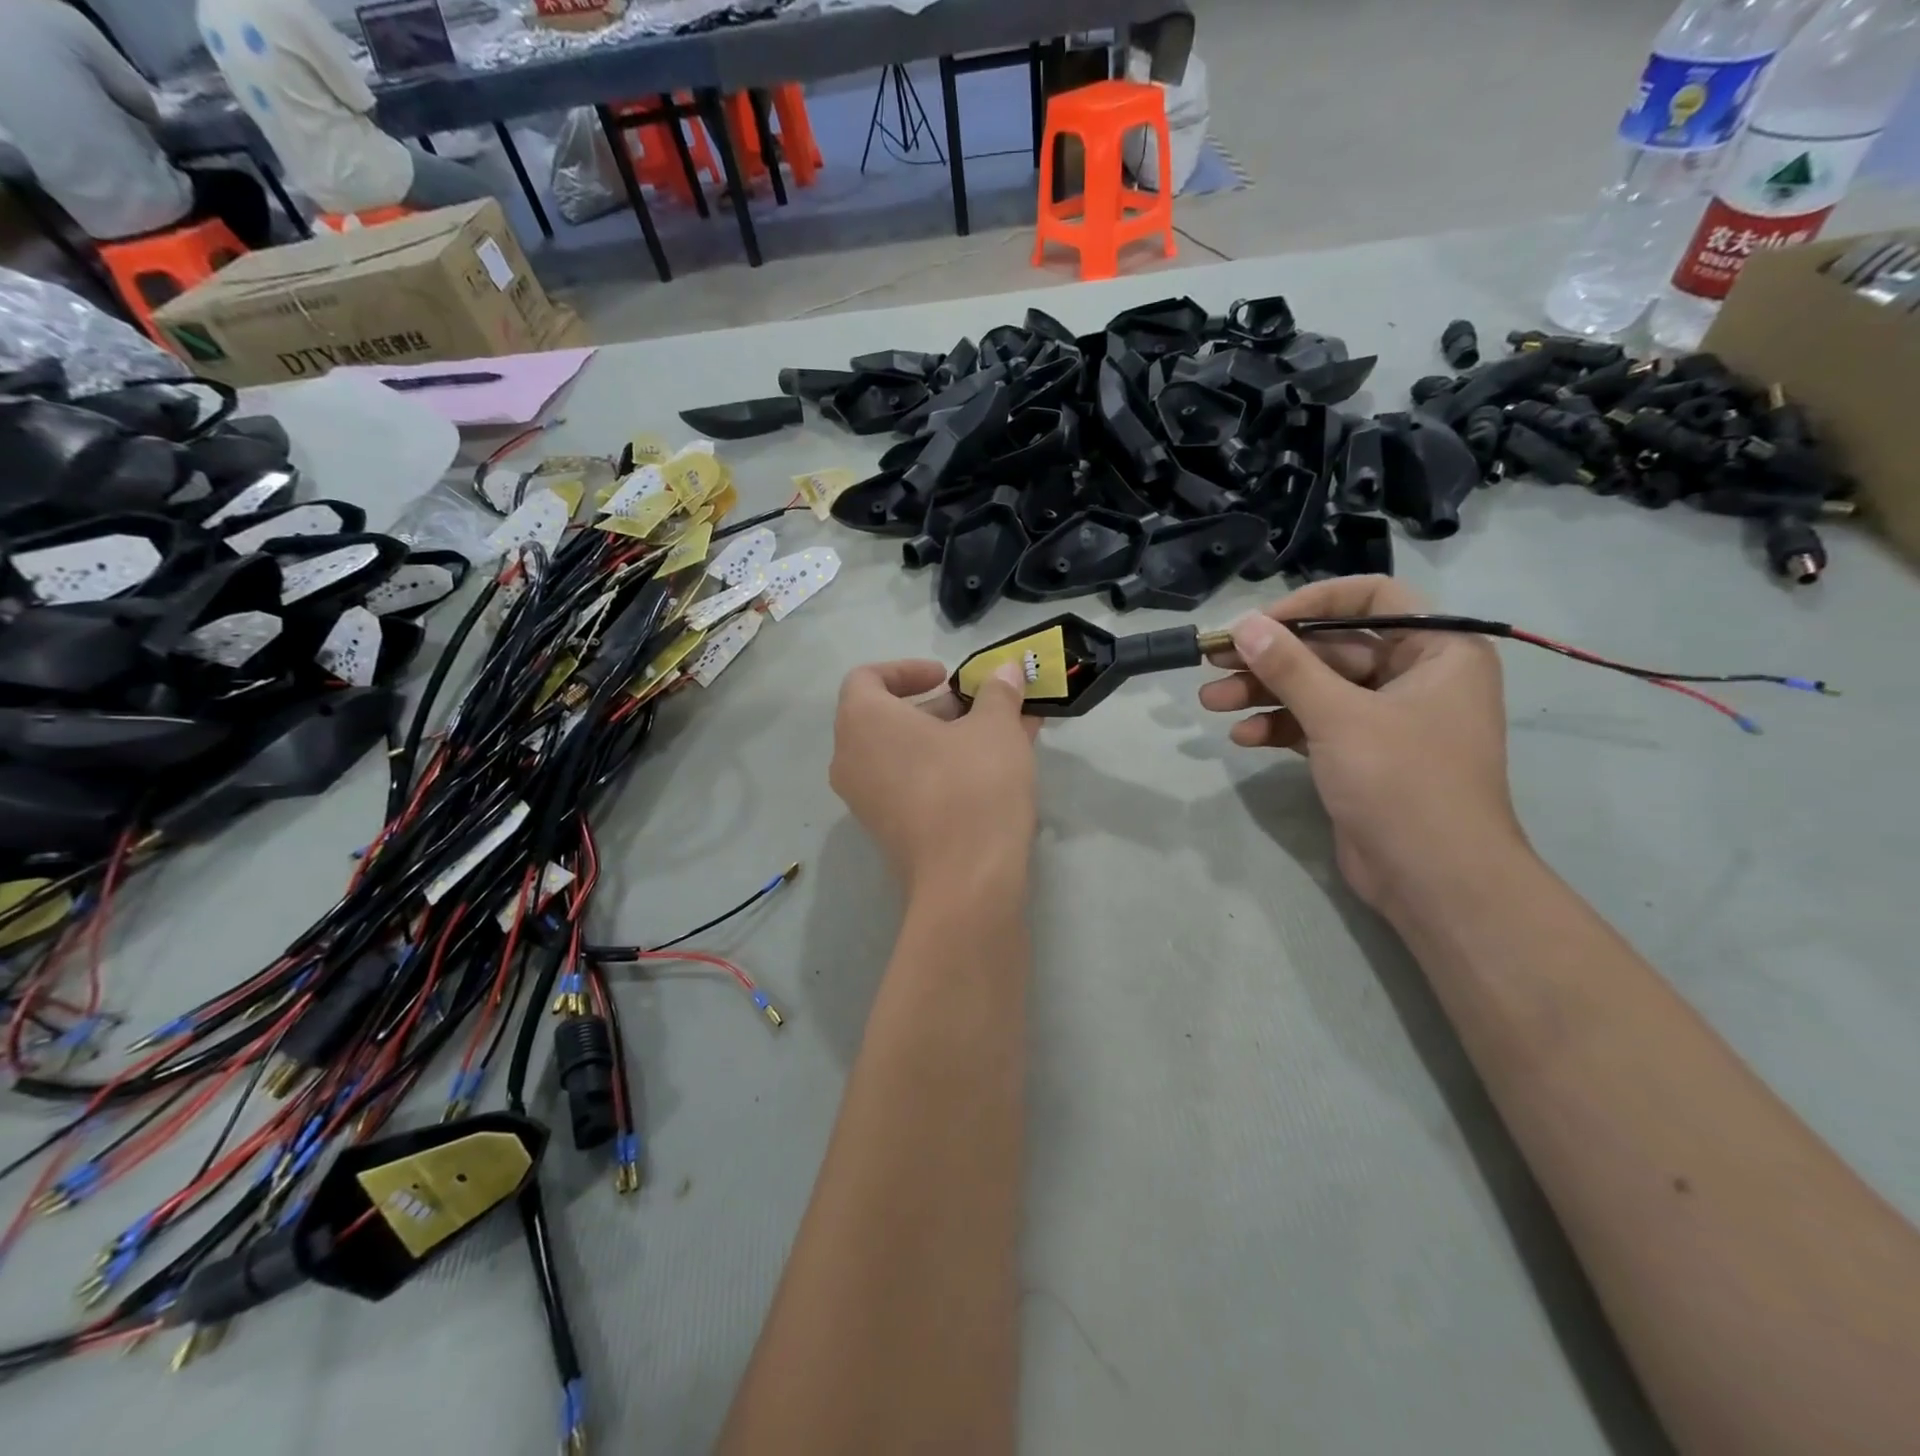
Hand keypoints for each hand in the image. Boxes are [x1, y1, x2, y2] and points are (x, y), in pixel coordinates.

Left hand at [831, 659, 1039, 897]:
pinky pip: (909, 783)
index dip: (907, 669)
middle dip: (940, 707)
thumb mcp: (995, 728)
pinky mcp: (886, 829)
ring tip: (1000, 736)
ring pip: (903, 753)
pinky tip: (992, 770)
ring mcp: (864, 799)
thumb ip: (998, 693)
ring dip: (948, 738)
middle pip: (887, 716)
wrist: (967, 881)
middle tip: (981, 708)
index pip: (867, 677)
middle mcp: (850, 758)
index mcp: (863, 721)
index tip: (947, 677)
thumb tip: (1006, 670)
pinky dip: (942, 768)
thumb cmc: (973, 786)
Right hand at [1199, 576, 1523, 916]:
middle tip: (1214, 660)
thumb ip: (1288, 667)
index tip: (1259, 623)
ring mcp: (1387, 719)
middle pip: (1332, 648)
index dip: (1311, 604)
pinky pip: (1315, 725)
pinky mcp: (1361, 755)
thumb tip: (1242, 625)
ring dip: (1264, 694)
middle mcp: (1416, 676)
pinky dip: (1280, 727)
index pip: (1372, 598)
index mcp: (1438, 650)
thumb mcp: (1339, 716)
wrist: (1433, 879)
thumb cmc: (1402, 782)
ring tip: (1211, 701)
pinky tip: (1243, 736)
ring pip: (1317, 689)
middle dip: (1271, 658)